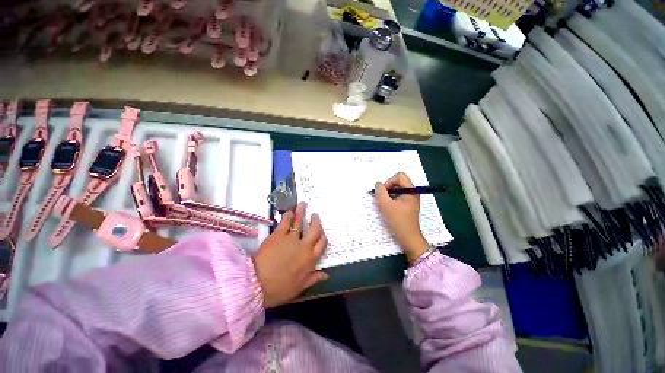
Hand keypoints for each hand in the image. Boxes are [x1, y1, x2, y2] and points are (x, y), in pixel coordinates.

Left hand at [253, 202, 327, 307]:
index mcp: (310, 260)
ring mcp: (292, 239)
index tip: (321, 231)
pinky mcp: (279, 235)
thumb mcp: (299, 288)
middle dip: (316, 221)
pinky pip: (286, 222)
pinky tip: (289, 211)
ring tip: (303, 204)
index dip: (323, 236)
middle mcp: (304, 246)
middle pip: (315, 230)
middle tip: (315, 214)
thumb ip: (313, 278)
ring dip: (302, 212)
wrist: (256, 285)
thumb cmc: (279, 289)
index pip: (322, 244)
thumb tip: (326, 274)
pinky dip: (288, 215)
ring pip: (300, 222)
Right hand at [374, 172, 428, 264]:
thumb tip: (378, 184)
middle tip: (382, 199)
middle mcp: (412, 193)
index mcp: (411, 190)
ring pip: (397, 189)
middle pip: (398, 182)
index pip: (399, 176)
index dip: (389, 181)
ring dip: (388, 195)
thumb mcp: (386, 205)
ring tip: (384, 204)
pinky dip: (391, 200)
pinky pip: (397, 196)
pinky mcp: (407, 205)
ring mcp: (410, 199)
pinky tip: (388, 208)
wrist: (408, 238)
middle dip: (388, 188)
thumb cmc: (398, 220)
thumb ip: (380, 192)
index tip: (384, 193)